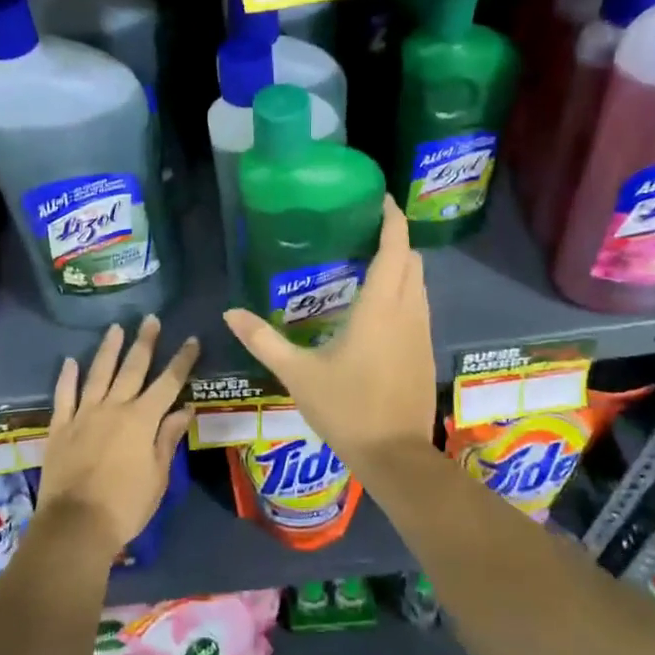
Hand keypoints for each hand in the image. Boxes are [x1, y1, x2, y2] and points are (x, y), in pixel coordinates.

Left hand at [37, 316, 199, 559]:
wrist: (75, 526)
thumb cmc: (126, 506)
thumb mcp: (158, 476)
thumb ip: (168, 438)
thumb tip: (184, 409)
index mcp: (142, 420)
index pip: (168, 383)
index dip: (181, 360)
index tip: (191, 339)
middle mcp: (114, 408)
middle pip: (132, 368)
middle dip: (145, 342)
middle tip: (151, 319)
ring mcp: (84, 414)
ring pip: (98, 373)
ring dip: (108, 349)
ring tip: (116, 328)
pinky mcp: (60, 427)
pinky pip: (64, 395)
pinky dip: (67, 377)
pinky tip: (70, 361)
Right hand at [222, 197, 435, 460]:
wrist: (396, 456)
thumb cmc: (347, 408)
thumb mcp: (297, 373)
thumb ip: (263, 339)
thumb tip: (229, 312)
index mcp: (380, 307)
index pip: (395, 248)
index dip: (392, 219)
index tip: (380, 198)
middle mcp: (408, 311)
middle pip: (412, 260)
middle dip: (394, 240)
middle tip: (362, 231)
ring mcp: (422, 331)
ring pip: (419, 284)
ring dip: (402, 266)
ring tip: (367, 262)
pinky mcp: (425, 350)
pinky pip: (419, 305)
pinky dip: (405, 291)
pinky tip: (378, 307)